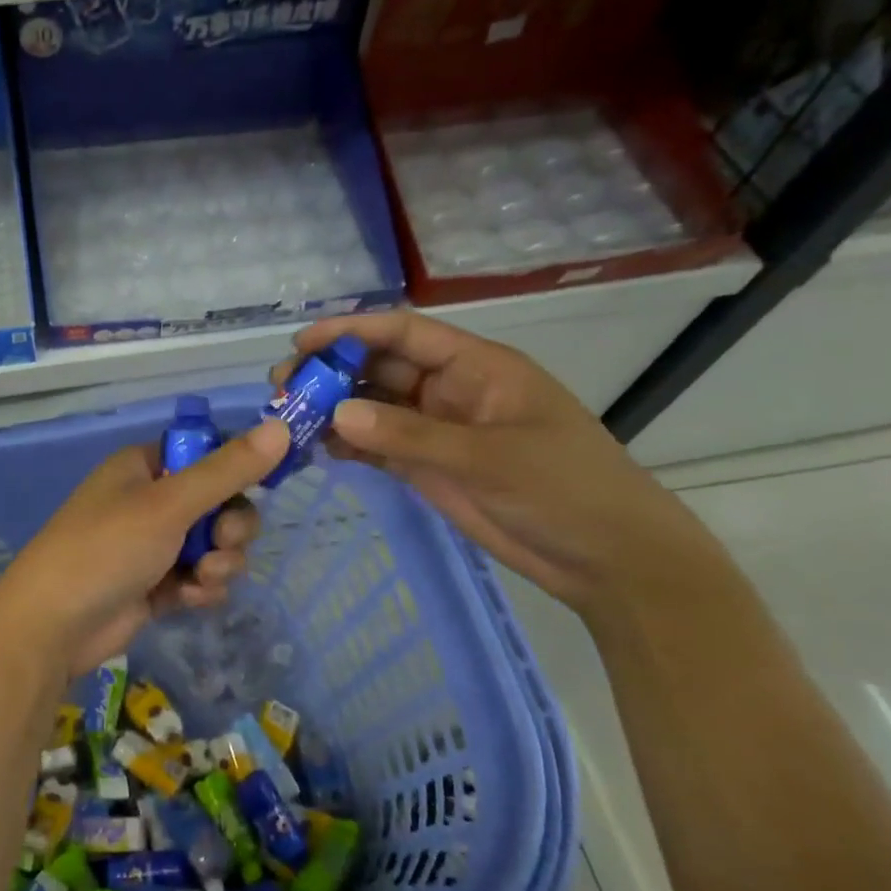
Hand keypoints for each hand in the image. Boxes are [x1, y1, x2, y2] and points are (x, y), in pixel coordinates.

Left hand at [0, 417, 291, 679]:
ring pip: (213, 545)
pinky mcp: (154, 586)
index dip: (235, 472)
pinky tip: (188, 599)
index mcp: (144, 467)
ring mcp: (151, 545)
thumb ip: (227, 470)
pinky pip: (197, 577)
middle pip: (218, 503)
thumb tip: (281, 427)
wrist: (52, 625)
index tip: (258, 489)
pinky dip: (200, 588)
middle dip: (230, 528)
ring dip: (219, 562)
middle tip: (223, 543)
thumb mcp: (169, 504)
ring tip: (201, 577)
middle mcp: (148, 501)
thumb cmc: (107, 548)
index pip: (206, 455)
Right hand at [277, 312, 725, 620]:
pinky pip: (377, 445)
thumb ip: (410, 435)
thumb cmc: (564, 490)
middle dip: (331, 372)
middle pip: (379, 367)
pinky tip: (317, 449)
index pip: (405, 333)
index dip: (352, 331)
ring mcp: (436, 429)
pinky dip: (347, 444)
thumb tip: (336, 413)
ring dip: (333, 409)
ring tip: (288, 420)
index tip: (303, 343)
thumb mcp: (489, 458)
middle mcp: (449, 390)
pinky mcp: (427, 466)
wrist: (607, 559)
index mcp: (476, 367)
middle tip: (283, 388)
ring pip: (372, 406)